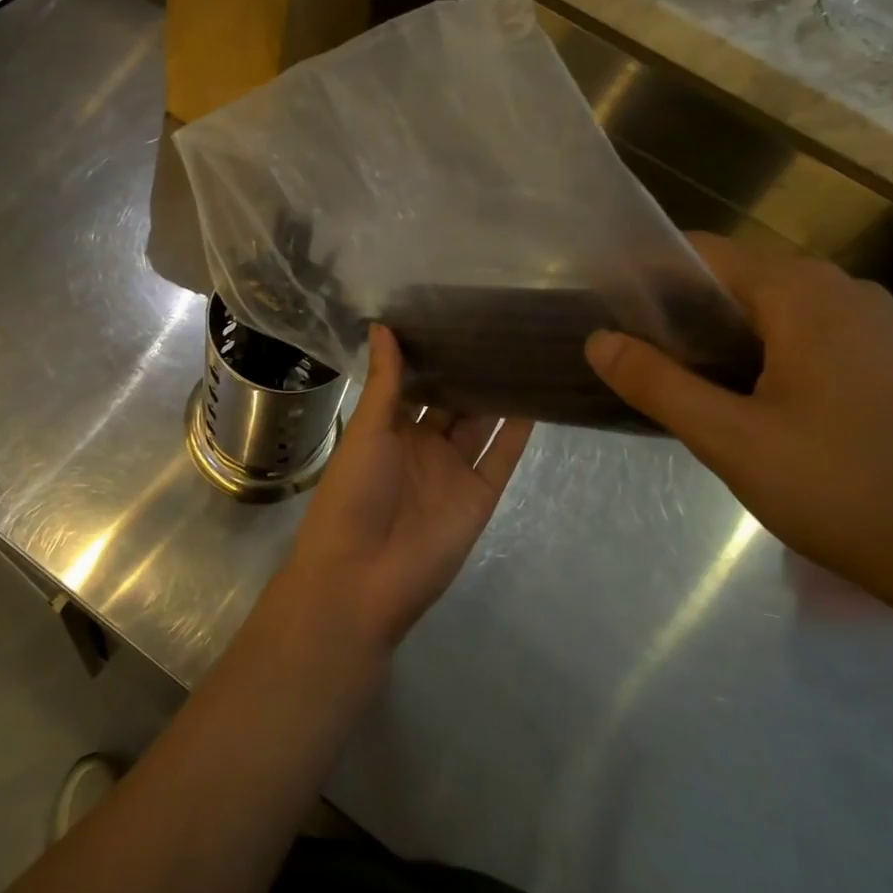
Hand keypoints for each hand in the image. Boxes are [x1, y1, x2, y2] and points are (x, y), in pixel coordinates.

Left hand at [282, 325, 533, 656]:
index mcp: (389, 428)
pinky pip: (502, 458)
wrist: (362, 578)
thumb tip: (382, 325)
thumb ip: (385, 381)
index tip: (454, 314)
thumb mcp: (366, 430)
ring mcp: (453, 471)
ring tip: (524, 351)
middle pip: (453, 401)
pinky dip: (519, 432)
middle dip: (471, 370)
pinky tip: (538, 398)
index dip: (433, 354)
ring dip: (498, 395)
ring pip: (481, 424)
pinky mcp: (479, 496)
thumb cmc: (353, 493)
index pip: (416, 383)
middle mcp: (423, 445)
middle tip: (500, 325)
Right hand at [585, 234, 892, 632]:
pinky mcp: (889, 361)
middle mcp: (841, 291)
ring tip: (672, 378)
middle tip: (630, 353)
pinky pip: (802, 336)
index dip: (646, 276)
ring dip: (717, 337)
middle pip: (735, 279)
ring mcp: (874, 326)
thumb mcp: (731, 439)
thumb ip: (657, 383)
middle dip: (678, 312)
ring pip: (768, 311)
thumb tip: (598, 340)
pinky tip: (739, 399)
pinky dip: (758, 353)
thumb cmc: (846, 489)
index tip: (604, 309)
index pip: (702, 253)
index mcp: (803, 292)